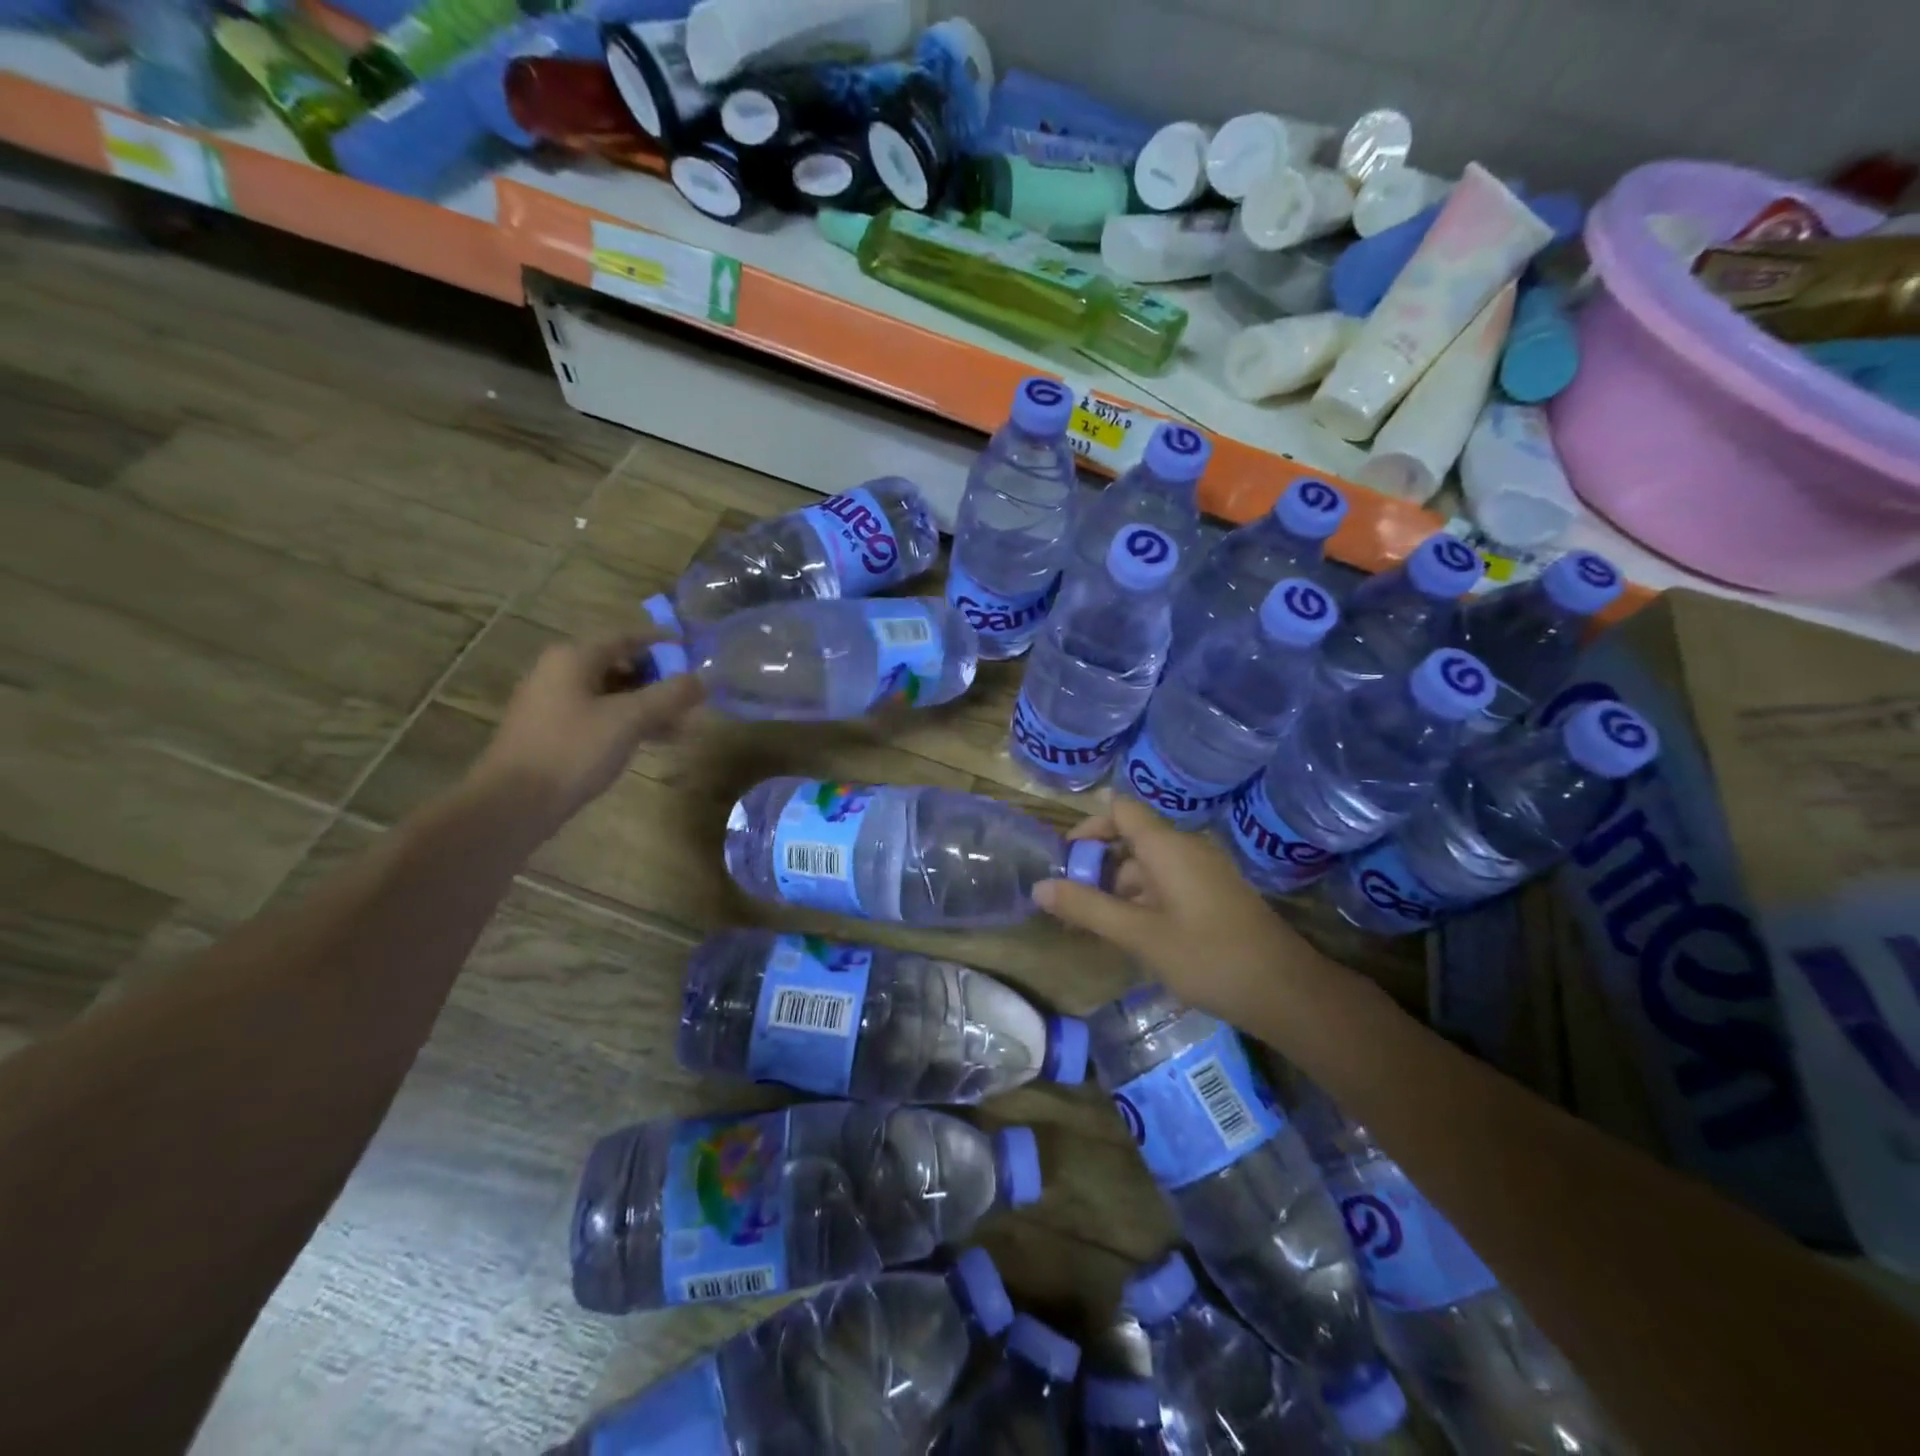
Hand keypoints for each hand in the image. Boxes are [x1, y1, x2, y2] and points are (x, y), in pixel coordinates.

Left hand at [469, 631, 702, 835]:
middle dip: (659, 680)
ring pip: (612, 693)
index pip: (628, 637)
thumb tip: (703, 679)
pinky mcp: (553, 730)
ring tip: (679, 727)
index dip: (664, 643)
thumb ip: (670, 696)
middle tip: (692, 698)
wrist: (513, 803)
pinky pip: (599, 714)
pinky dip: (627, 722)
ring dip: (647, 705)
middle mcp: (560, 671)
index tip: (693, 651)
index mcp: (574, 657)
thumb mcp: (630, 719)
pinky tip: (650, 742)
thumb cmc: (573, 750)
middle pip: (621, 664)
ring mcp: (553, 702)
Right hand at [1034, 797, 1324, 1017]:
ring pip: (1150, 866)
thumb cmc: (1207, 956)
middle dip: (1099, 868)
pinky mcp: (1216, 894)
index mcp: (1167, 846)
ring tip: (1099, 929)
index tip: (1066, 860)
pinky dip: (1145, 901)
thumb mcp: (1139, 935)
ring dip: (1120, 889)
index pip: (1120, 810)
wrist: (1286, 991)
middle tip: (1073, 905)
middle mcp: (1187, 848)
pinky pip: (1170, 884)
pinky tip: (1137, 937)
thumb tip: (1039, 886)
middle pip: (1132, 839)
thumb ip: (1088, 908)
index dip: (1089, 827)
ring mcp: (1205, 872)